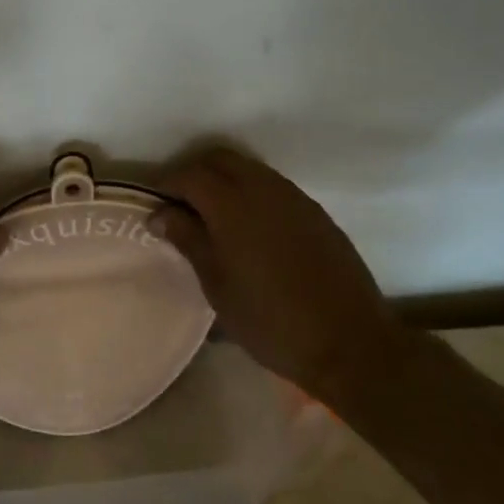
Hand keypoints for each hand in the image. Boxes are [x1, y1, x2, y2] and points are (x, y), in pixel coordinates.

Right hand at [155, 147, 406, 397]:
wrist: (350, 343)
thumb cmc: (271, 321)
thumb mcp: (218, 286)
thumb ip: (189, 241)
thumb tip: (161, 214)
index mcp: (232, 205)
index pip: (190, 175)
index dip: (167, 183)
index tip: (153, 202)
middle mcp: (264, 188)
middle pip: (220, 160)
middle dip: (195, 174)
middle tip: (180, 205)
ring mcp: (294, 197)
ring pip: (249, 170)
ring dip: (225, 181)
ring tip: (212, 217)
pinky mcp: (315, 212)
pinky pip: (273, 186)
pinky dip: (252, 193)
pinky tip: (250, 228)